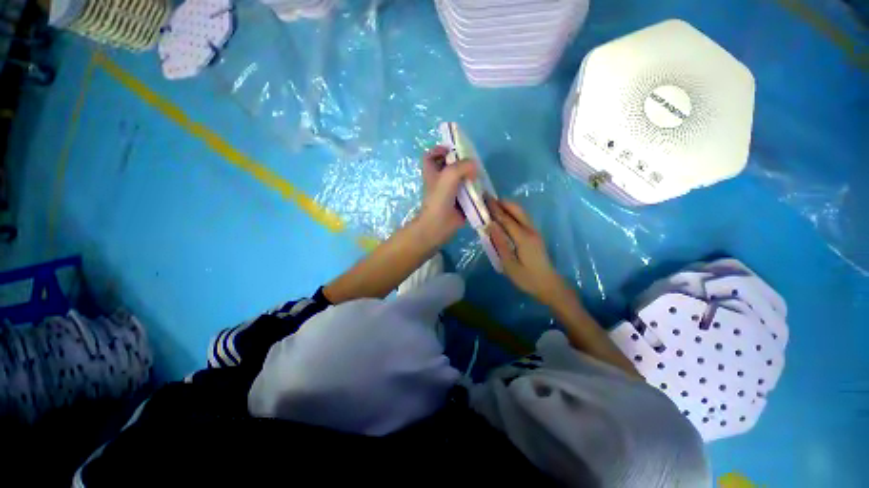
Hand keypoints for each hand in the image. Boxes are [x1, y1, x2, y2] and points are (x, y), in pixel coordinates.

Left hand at [417, 146, 477, 246]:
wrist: (439, 225)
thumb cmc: (439, 199)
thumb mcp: (449, 176)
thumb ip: (463, 166)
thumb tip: (475, 167)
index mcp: (432, 172)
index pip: (431, 156)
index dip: (439, 150)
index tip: (453, 150)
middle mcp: (440, 181)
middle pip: (449, 167)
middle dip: (461, 163)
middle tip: (473, 163)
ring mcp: (450, 193)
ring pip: (460, 180)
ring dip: (470, 177)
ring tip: (480, 175)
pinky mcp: (459, 203)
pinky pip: (467, 193)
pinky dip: (474, 191)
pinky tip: (483, 189)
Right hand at [488, 199, 567, 305]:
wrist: (549, 285)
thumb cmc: (527, 278)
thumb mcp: (509, 264)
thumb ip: (500, 243)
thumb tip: (490, 225)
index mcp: (523, 238)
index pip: (506, 219)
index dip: (494, 209)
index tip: (484, 199)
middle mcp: (530, 231)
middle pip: (517, 211)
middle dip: (502, 203)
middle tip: (488, 199)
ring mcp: (534, 232)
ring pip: (521, 213)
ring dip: (508, 207)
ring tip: (494, 205)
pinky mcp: (535, 236)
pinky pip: (522, 219)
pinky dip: (512, 214)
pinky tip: (504, 217)